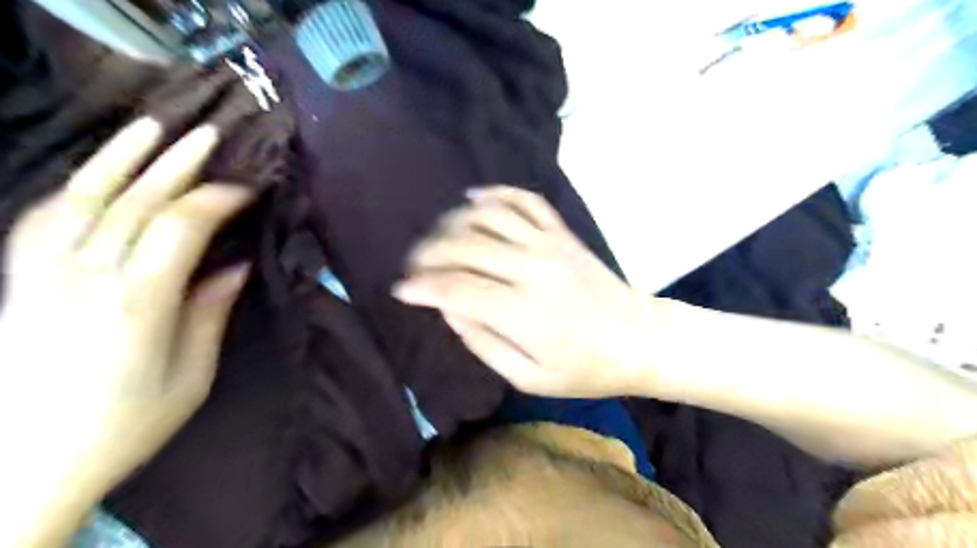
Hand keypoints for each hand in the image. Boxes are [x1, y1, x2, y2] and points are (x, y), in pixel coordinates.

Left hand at [0, 119, 255, 544]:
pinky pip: (43, 220)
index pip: (179, 227)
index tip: (247, 188)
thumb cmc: (124, 426)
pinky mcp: (17, 282)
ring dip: (120, 159)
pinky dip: (75, 187)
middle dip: (177, 164)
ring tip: (151, 127)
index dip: (215, 199)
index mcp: (137, 305)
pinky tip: (97, 173)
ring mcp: (40, 277)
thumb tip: (234, 265)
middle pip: (133, 203)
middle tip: (209, 134)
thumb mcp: (190, 377)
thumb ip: (209, 313)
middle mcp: (84, 279)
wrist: (19, 471)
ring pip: (81, 199)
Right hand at [394, 186, 655, 395]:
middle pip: (463, 246)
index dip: (421, 287)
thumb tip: (449, 309)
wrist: (639, 339)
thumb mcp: (529, 377)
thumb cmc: (585, 369)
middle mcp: (530, 268)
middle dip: (428, 254)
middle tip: (415, 265)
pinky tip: (474, 200)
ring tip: (438, 237)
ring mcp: (548, 244)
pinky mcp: (562, 233)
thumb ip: (483, 343)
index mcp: (521, 312)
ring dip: (453, 222)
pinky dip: (496, 194)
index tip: (401, 289)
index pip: (454, 289)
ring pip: (487, 216)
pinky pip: (525, 200)